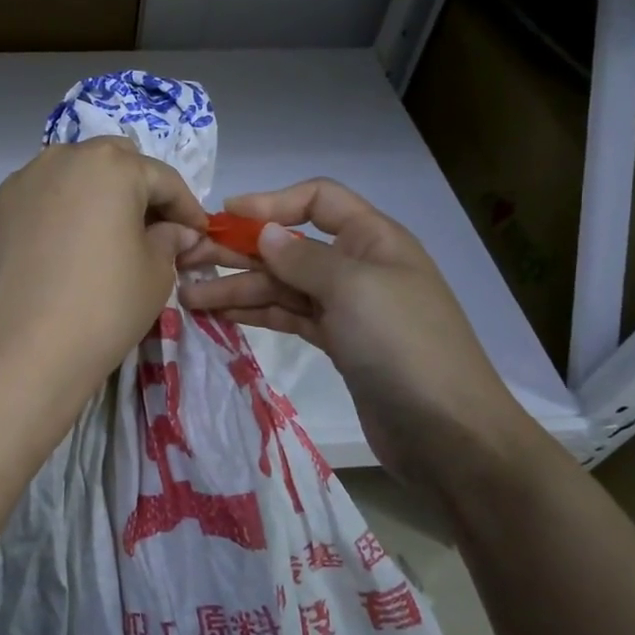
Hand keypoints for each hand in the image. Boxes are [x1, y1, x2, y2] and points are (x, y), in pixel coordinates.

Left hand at [0, 137, 205, 409]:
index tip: (198, 234)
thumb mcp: (156, 274)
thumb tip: (176, 231)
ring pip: (71, 176)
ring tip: (106, 237)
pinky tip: (66, 249)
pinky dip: (60, 213)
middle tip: (152, 230)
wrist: (23, 351)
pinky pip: (40, 199)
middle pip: (112, 164)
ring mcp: (22, 182)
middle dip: (138, 190)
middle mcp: (62, 158)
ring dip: (95, 197)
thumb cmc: (104, 307)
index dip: (186, 208)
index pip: (162, 179)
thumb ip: (170, 240)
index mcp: (111, 165)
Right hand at [178, 178, 538, 491]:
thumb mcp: (353, 288)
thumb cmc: (403, 345)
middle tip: (186, 260)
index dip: (270, 203)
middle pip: (289, 246)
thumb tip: (266, 232)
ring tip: (188, 298)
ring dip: (237, 288)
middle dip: (239, 250)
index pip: (317, 200)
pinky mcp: (337, 344)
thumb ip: (303, 258)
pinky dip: (255, 313)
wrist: (447, 433)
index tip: (224, 216)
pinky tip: (220, 315)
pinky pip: (287, 317)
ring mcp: (347, 308)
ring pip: (282, 286)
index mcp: (372, 239)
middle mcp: (357, 267)